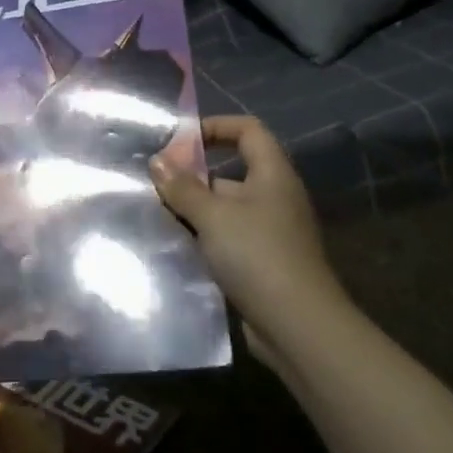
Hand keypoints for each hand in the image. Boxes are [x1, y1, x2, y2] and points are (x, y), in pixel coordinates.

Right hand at [149, 115, 348, 346]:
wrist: (297, 325)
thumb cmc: (257, 255)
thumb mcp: (213, 216)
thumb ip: (182, 187)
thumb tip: (157, 161)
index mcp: (272, 174)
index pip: (248, 130)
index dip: (215, 126)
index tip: (180, 140)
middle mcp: (274, 197)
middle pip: (232, 170)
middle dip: (193, 174)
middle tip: (155, 182)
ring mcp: (270, 231)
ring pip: (225, 207)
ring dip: (194, 209)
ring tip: (155, 212)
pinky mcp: (262, 262)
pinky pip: (228, 237)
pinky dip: (203, 237)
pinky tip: (175, 245)